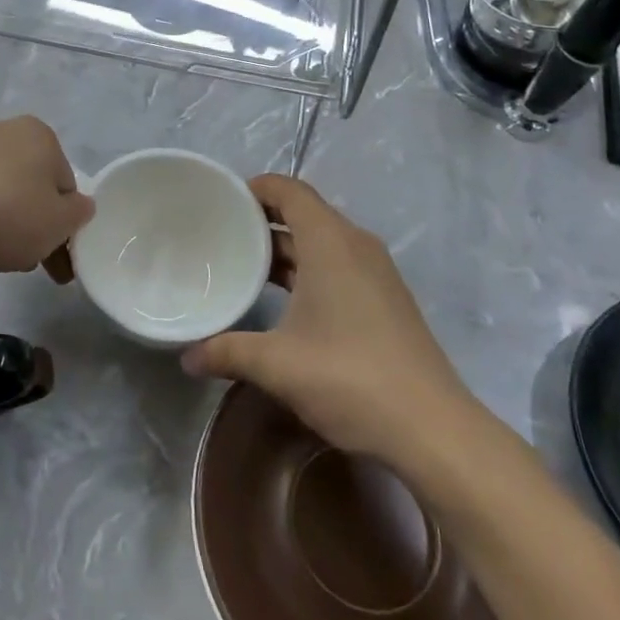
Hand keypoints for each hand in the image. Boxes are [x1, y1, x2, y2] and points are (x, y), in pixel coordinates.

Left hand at [0, 117, 92, 281]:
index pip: (65, 181)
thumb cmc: (7, 215)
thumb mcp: (60, 223)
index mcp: (38, 134)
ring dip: (5, 223)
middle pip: (30, 185)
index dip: (66, 221)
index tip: (61, 253)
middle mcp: (1, 131)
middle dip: (35, 224)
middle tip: (35, 263)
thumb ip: (79, 213)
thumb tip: (79, 206)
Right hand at [181, 175, 480, 464]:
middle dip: (265, 219)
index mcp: (330, 242)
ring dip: (287, 247)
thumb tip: (187, 357)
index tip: (223, 203)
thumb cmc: (349, 378)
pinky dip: (309, 268)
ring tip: (246, 265)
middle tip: (224, 234)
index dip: (256, 189)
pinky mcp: (387, 299)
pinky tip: (287, 301)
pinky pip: (339, 263)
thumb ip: (227, 352)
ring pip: (323, 241)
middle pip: (305, 212)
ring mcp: (377, 272)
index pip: (289, 191)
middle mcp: (356, 245)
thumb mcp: (277, 364)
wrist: (433, 430)